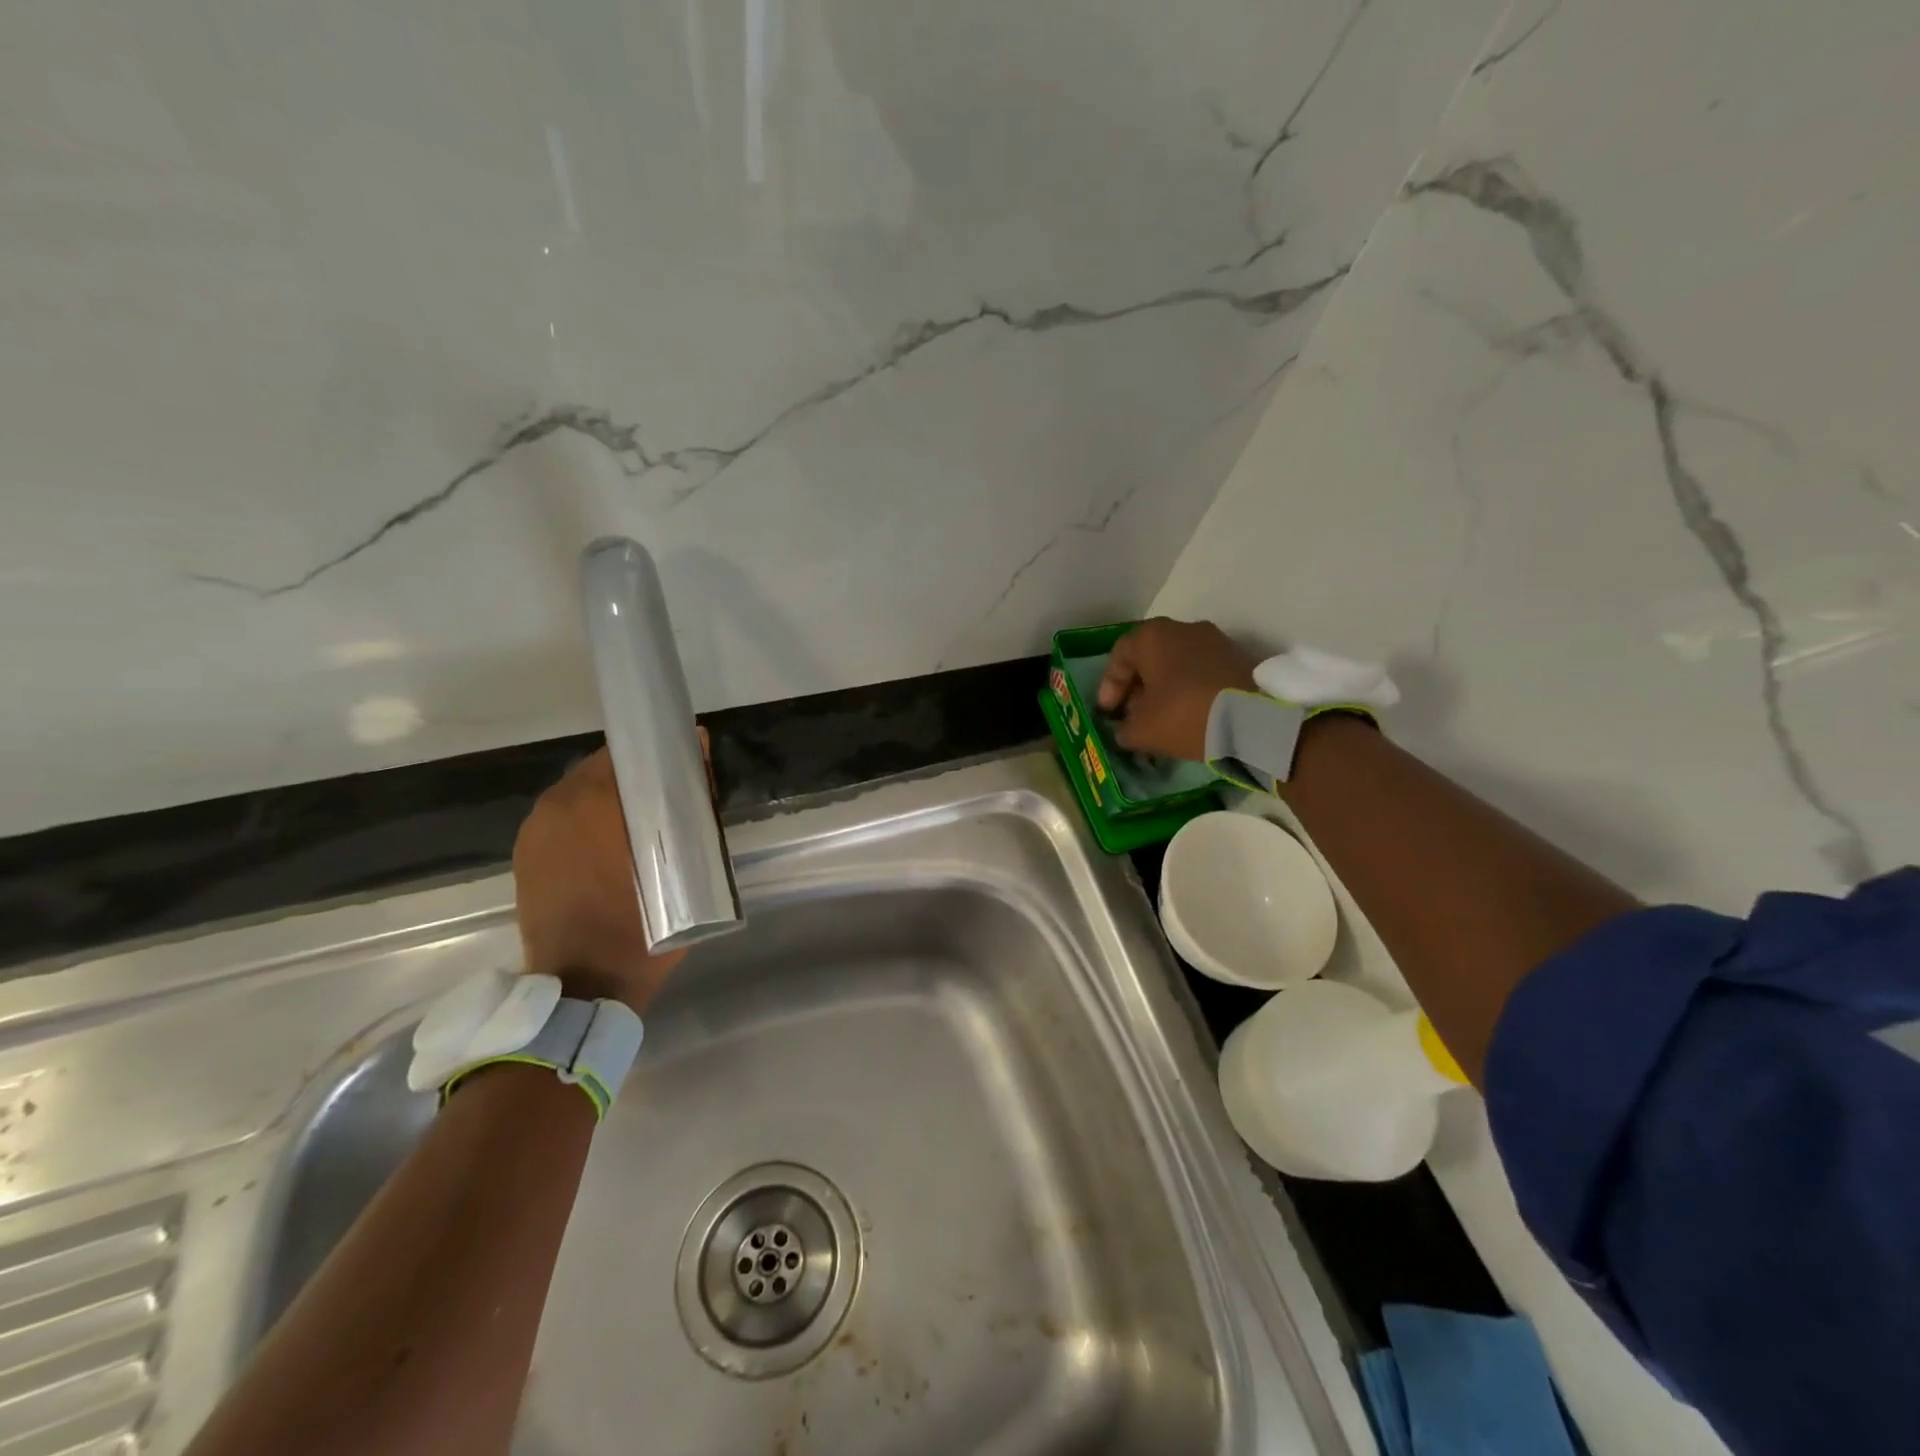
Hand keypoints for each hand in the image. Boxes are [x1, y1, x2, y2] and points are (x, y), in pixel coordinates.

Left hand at [512, 745, 694, 1013]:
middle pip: (601, 769)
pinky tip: (610, 844)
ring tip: (640, 822)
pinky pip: (562, 818)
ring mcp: (535, 830)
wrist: (583, 985)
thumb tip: (698, 760)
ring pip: (578, 792)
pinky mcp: (525, 854)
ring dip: (609, 798)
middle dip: (635, 778)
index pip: (629, 754)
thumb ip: (692, 807)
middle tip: (668, 798)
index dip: (660, 756)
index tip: (685, 766)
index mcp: (595, 803)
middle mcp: (557, 806)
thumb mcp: (683, 866)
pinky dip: (586, 820)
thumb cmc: (642, 927)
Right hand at [1096, 618, 1258, 760]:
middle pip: (1149, 658)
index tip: (1108, 714)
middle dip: (1137, 689)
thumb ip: (1124, 729)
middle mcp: (1184, 629)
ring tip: (1161, 720)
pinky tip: (1189, 717)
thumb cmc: (1185, 715)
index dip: (1109, 686)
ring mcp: (1215, 641)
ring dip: (1164, 690)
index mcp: (1153, 636)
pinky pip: (1202, 673)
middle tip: (1132, 717)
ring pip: (1177, 665)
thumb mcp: (1141, 730)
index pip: (1119, 655)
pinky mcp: (1239, 659)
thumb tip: (1126, 730)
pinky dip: (1189, 691)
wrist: (1254, 720)